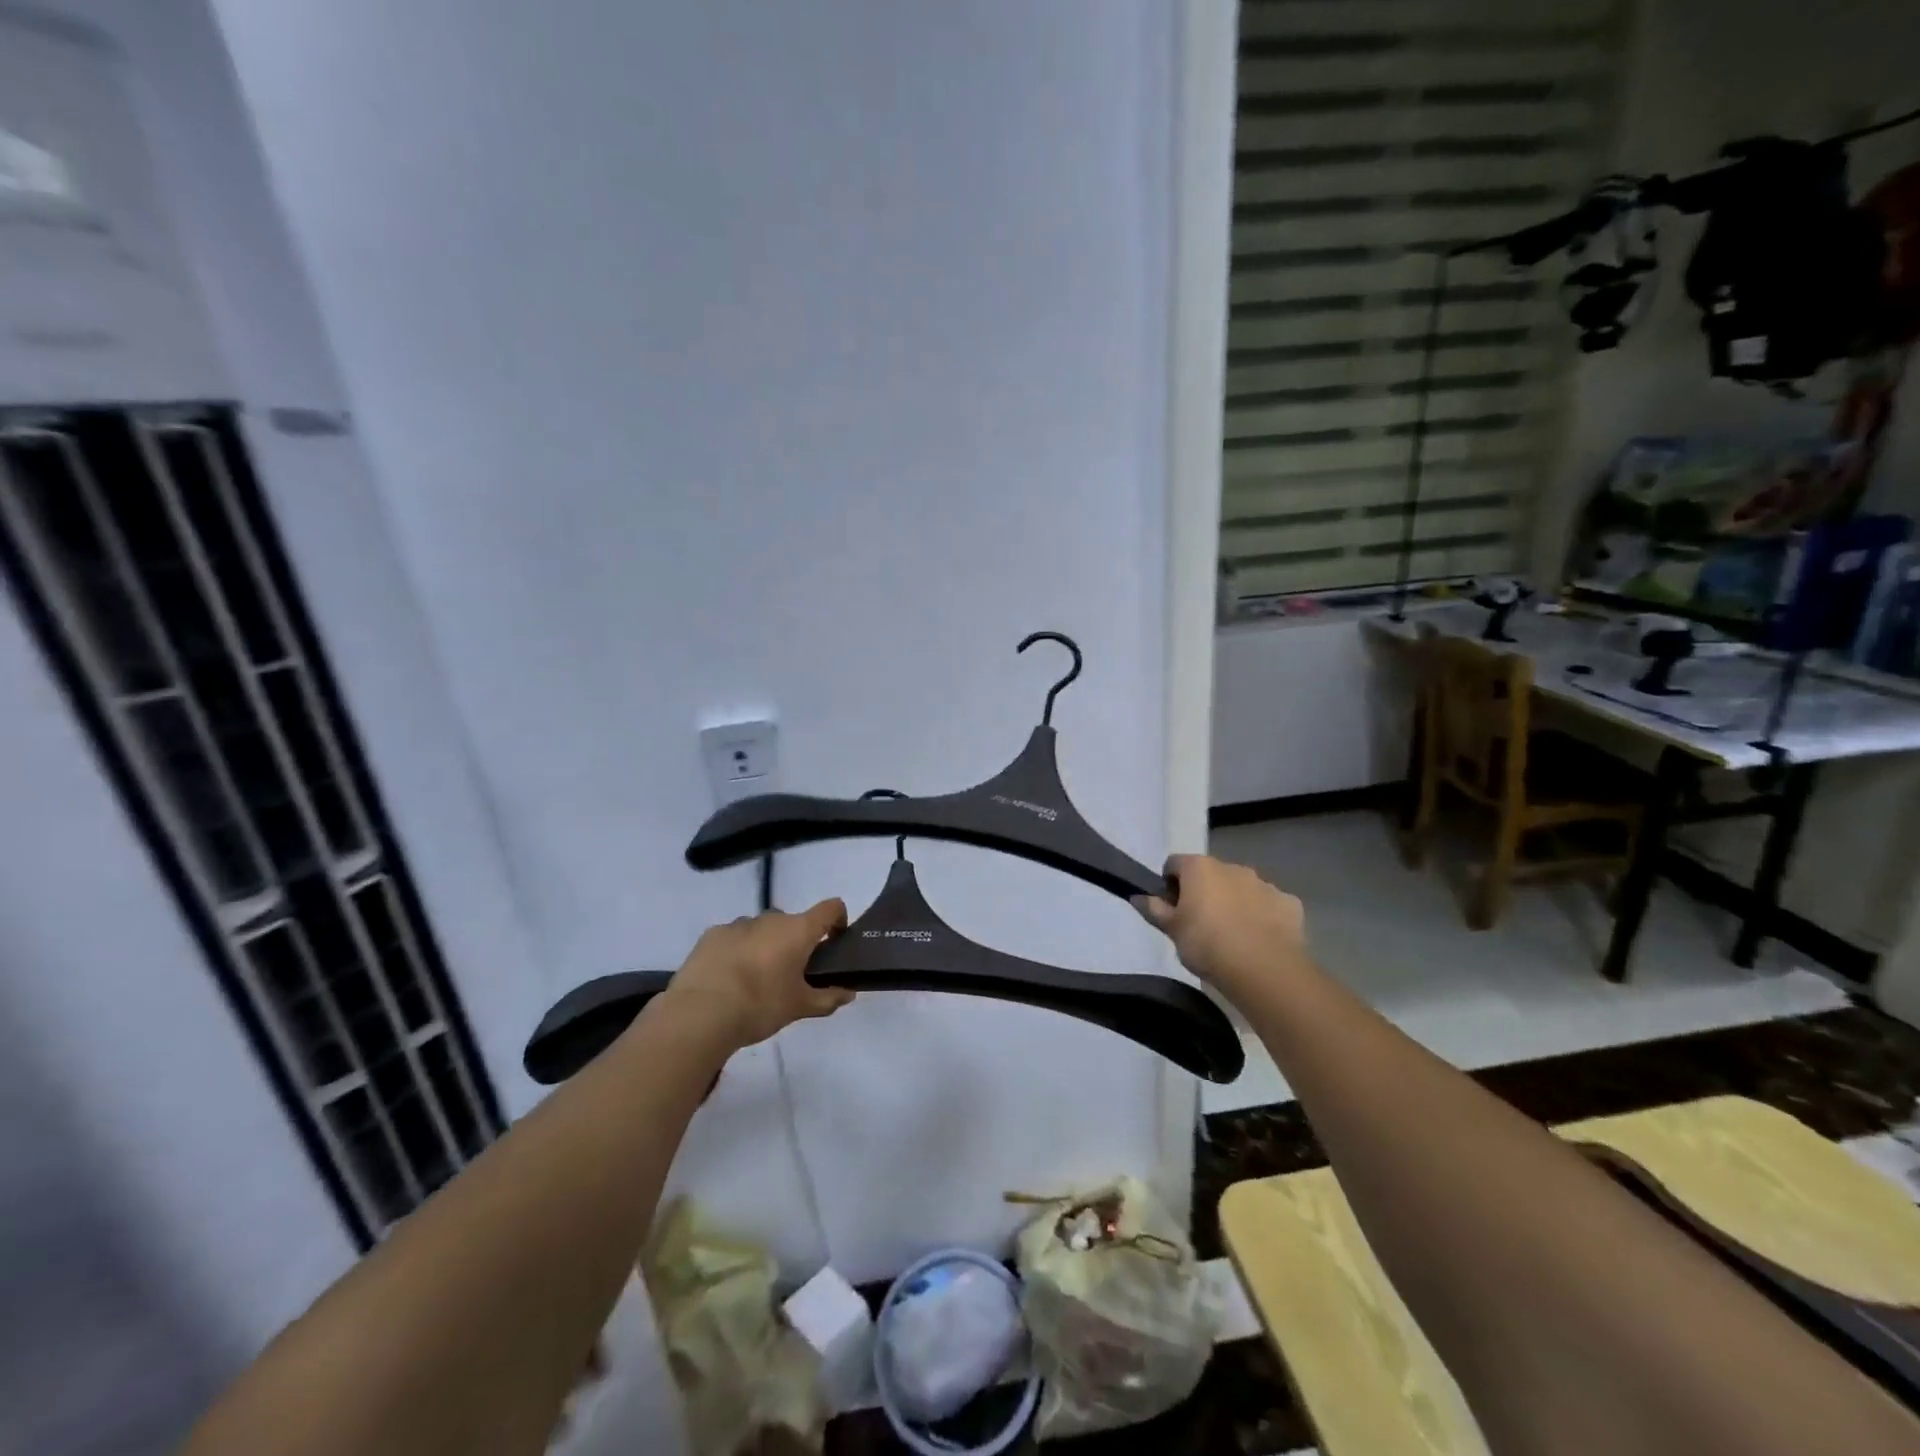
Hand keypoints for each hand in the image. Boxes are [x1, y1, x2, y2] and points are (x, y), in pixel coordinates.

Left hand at [663, 899, 854, 1049]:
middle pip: (793, 923)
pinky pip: (734, 937)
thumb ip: (828, 998)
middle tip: (791, 974)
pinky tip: (728, 979)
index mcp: (798, 930)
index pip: (831, 908)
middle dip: (795, 942)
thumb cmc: (760, 1005)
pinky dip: (737, 951)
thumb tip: (849, 994)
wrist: (701, 1012)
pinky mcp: (712, 934)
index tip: (835, 941)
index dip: (838, 919)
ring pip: (762, 930)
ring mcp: (739, 923)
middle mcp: (771, 918)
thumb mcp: (800, 1007)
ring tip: (755, 980)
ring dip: (765, 946)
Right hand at [1132, 854, 1309, 1002]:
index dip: (1170, 884)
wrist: (1264, 970)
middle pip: (1211, 874)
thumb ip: (1153, 910)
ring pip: (1242, 888)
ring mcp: (1264, 884)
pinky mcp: (1289, 903)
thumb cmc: (1207, 944)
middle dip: (1204, 892)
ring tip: (1231, 936)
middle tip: (1199, 925)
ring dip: (1234, 902)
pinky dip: (1262, 916)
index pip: (1175, 863)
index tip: (1171, 909)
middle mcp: (1233, 867)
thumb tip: (1137, 896)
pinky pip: (1269, 905)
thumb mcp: (1172, 930)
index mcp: (1200, 867)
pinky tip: (1259, 940)